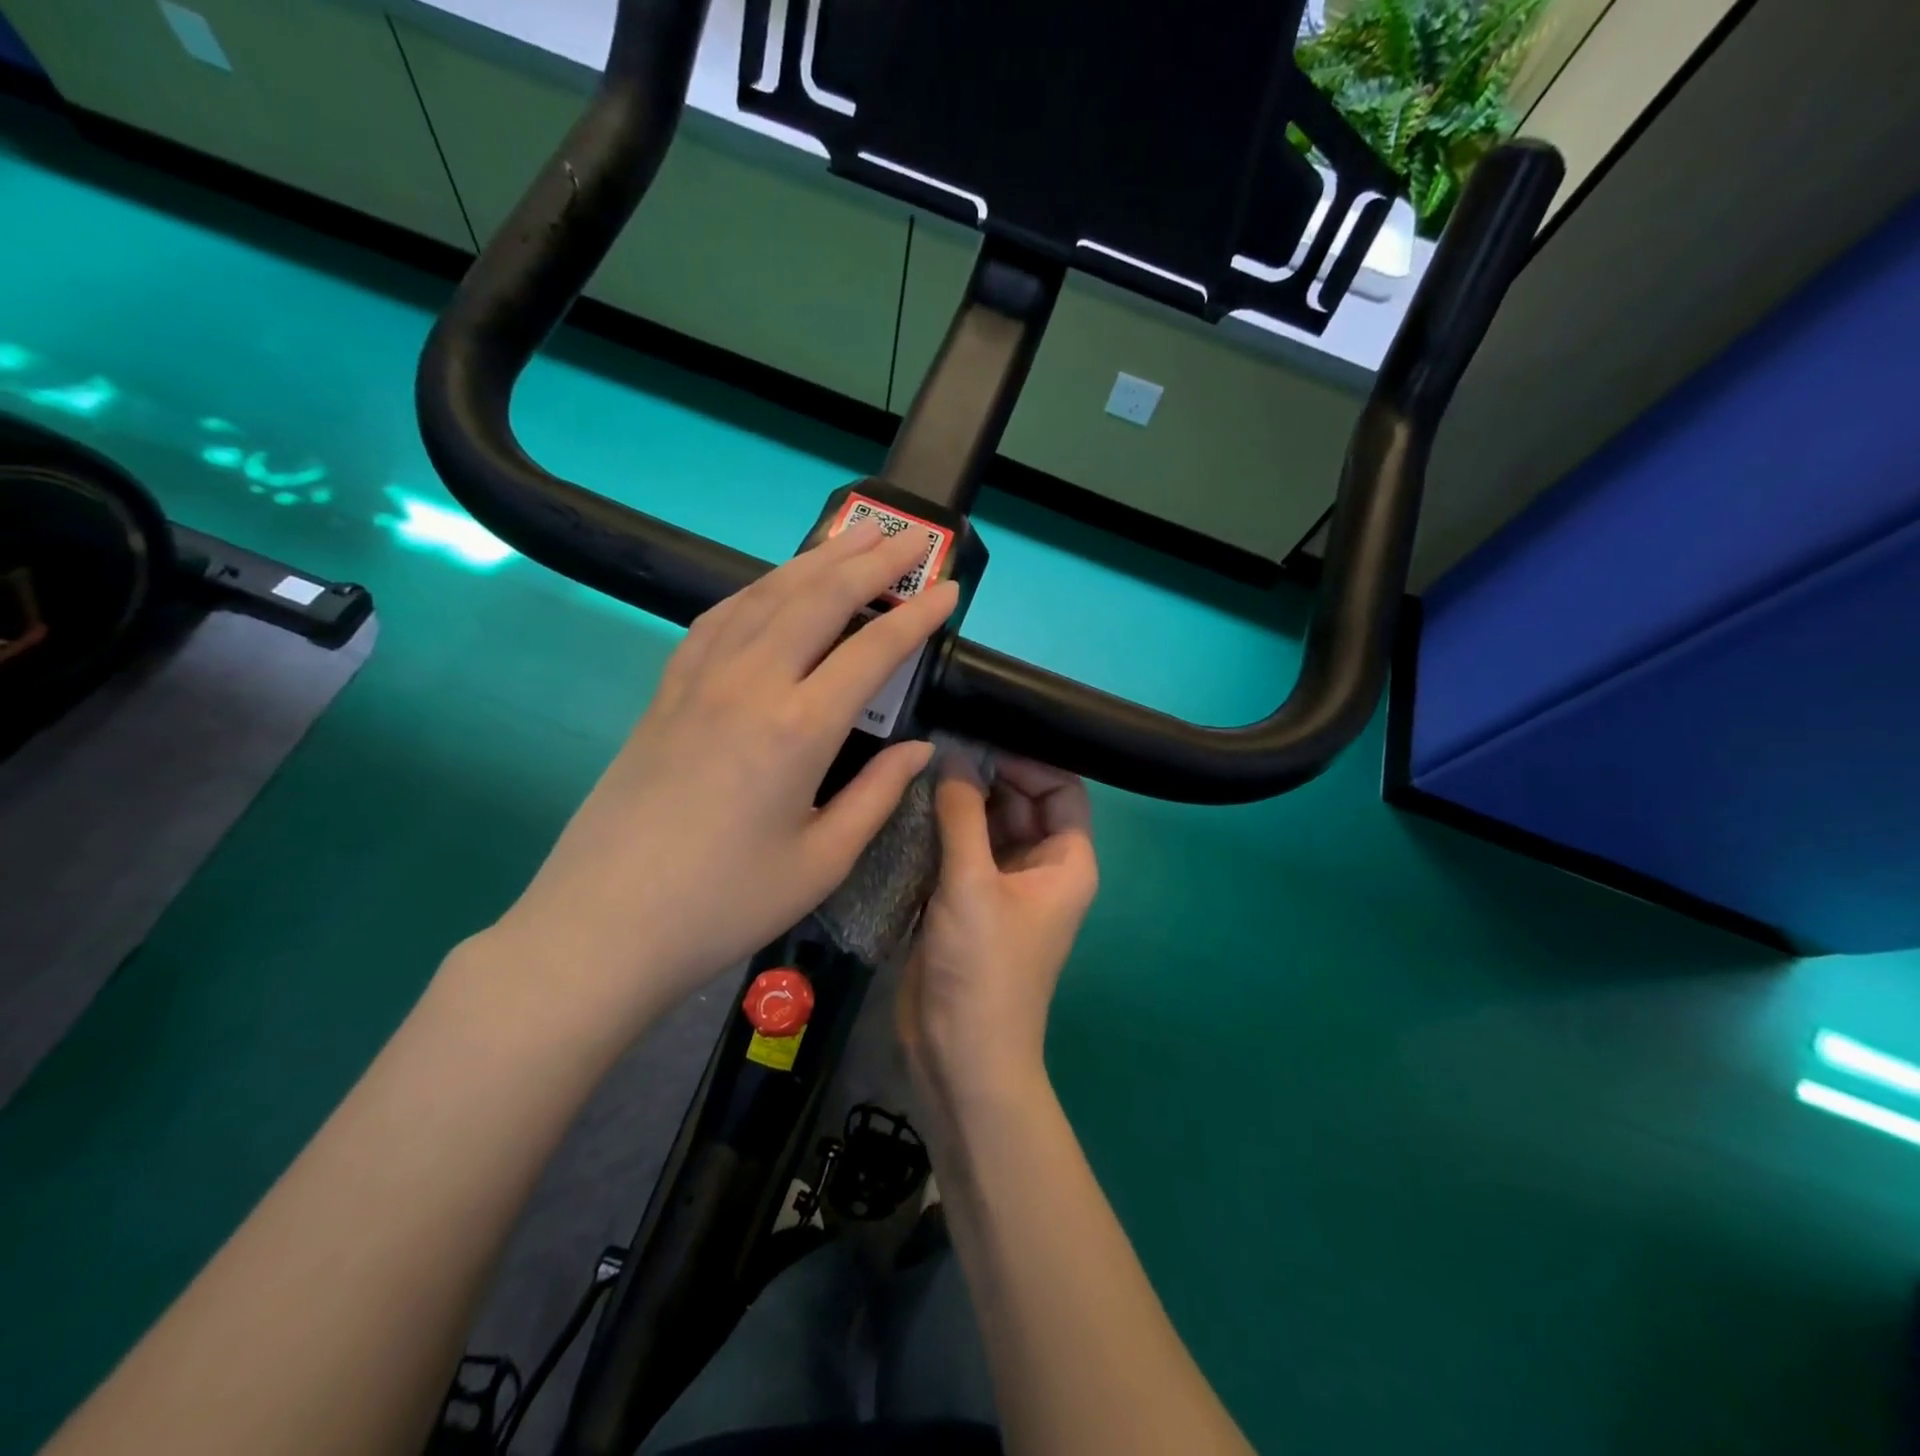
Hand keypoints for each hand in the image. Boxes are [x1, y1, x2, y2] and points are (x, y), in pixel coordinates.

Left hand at [485, 519, 958, 1040]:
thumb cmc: (724, 905)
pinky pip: (718, 619)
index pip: (871, 651)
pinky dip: (756, 589)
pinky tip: (773, 585)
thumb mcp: (822, 862)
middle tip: (911, 536)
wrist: (604, 926)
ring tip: (852, 534)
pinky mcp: (666, 691)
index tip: (949, 590)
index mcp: (797, 730)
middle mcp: (749, 685)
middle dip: (871, 561)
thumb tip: (921, 748)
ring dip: (815, 560)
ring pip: (765, 596)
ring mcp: (699, 681)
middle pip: (818, 599)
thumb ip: (878, 794)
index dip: (916, 616)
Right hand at [899, 758, 1097, 1105]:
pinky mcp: (966, 899)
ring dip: (959, 799)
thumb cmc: (982, 968)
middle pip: (1020, 801)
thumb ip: (962, 814)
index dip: (1027, 760)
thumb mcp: (972, 884)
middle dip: (986, 773)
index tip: (980, 738)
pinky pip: (960, 849)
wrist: (960, 1054)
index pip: (1060, 788)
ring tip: (919, 763)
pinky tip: (909, 803)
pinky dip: (941, 828)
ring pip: (986, 824)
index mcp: (1065, 861)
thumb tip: (953, 756)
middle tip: (939, 741)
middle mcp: (1039, 867)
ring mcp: (1001, 884)